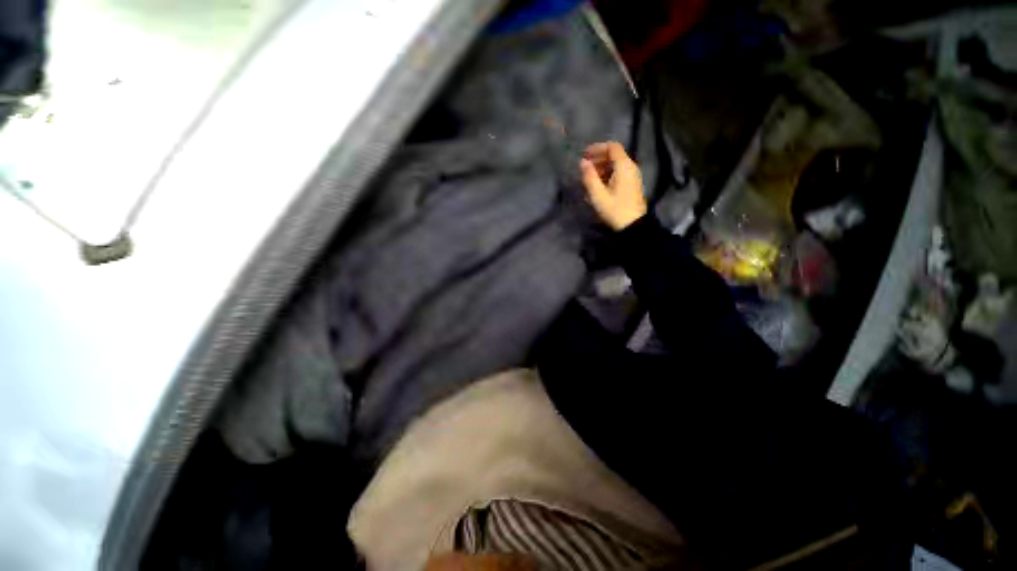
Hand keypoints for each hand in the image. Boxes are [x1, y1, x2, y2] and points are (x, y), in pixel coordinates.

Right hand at [580, 142, 646, 230]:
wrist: (632, 225)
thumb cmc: (614, 209)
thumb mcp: (598, 195)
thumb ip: (589, 177)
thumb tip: (582, 162)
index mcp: (624, 166)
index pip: (612, 147)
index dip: (597, 148)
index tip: (585, 154)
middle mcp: (631, 167)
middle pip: (614, 155)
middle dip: (598, 159)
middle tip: (584, 168)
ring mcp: (633, 176)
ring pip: (616, 165)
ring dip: (602, 168)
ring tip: (589, 178)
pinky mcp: (632, 185)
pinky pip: (619, 173)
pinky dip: (607, 175)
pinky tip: (598, 185)